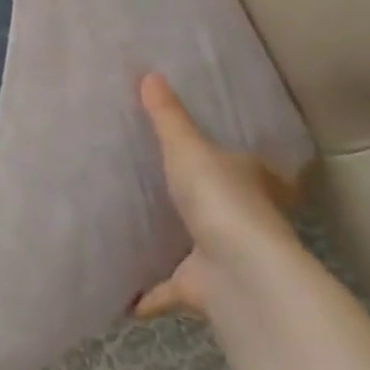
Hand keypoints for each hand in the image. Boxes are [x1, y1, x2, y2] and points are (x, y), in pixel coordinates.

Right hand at [132, 73, 306, 320]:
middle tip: (159, 189)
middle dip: (196, 202)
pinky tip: (120, 294)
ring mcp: (223, 255)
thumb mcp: (188, 147)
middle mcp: (242, 217)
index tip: (204, 155)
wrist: (238, 270)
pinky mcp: (202, 288)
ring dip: (172, 246)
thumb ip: (167, 117)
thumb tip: (149, 73)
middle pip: (221, 205)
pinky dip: (147, 295)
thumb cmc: (219, 198)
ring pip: (196, 246)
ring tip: (133, 232)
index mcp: (249, 179)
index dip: (230, 159)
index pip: (246, 164)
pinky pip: (168, 289)